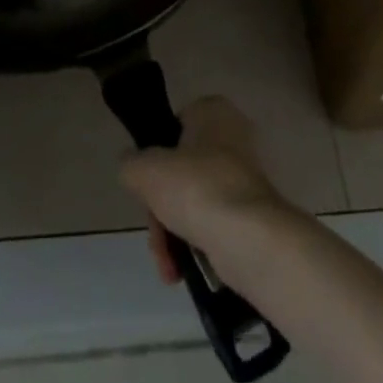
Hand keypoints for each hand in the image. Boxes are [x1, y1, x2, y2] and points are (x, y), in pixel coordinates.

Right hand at [118, 96, 291, 286]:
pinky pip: (213, 224)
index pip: (172, 128)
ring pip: (193, 202)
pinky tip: (182, 271)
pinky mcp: (251, 212)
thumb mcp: (146, 170)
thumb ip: (131, 164)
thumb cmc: (196, 188)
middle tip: (155, 235)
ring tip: (168, 263)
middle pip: (180, 172)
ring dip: (173, 234)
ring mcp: (245, 176)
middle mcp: (233, 136)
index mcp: (212, 111)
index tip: (145, 188)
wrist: (249, 239)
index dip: (154, 159)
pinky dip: (195, 245)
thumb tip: (132, 168)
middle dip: (161, 209)